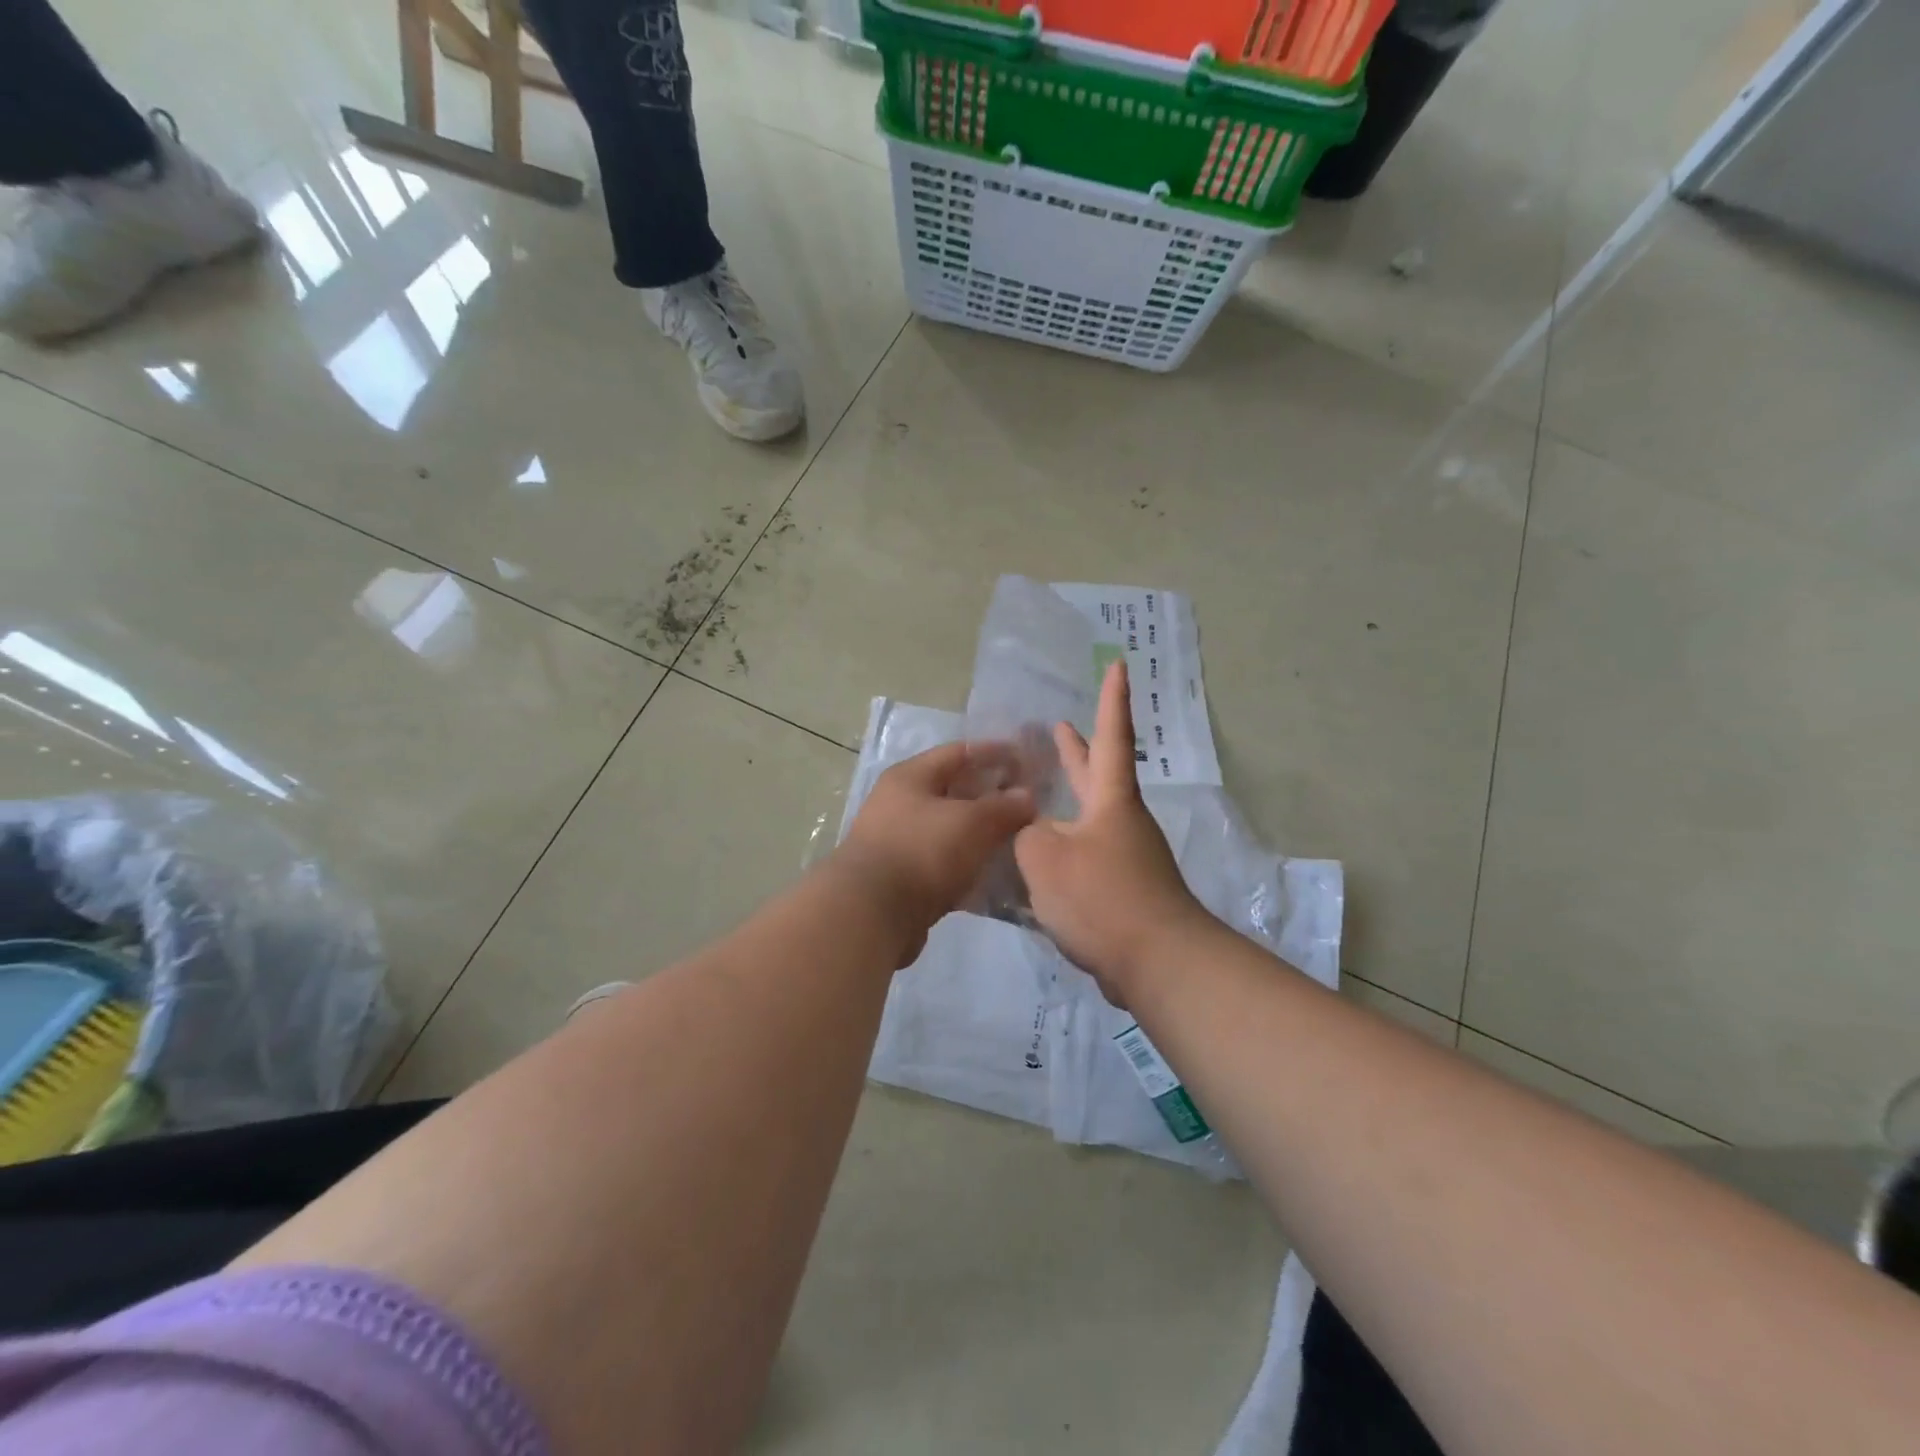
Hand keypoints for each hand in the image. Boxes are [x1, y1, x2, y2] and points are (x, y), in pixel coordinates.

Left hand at [836, 741, 1037, 963]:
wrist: (871, 914)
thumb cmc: (922, 851)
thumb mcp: (971, 822)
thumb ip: (1003, 806)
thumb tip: (1027, 796)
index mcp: (910, 777)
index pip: (958, 752)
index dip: (994, 753)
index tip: (1027, 760)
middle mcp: (900, 804)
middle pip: (954, 792)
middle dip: (991, 797)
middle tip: (1029, 805)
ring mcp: (899, 843)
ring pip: (950, 831)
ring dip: (982, 835)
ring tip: (1019, 841)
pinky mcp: (903, 879)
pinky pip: (944, 865)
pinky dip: (969, 867)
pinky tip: (996, 876)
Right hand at [1014, 661, 1210, 1003]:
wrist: (1156, 962)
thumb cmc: (1103, 896)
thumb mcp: (1045, 858)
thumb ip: (1026, 835)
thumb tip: (1030, 832)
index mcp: (1110, 801)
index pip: (1110, 737)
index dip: (1112, 701)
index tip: (1120, 665)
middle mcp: (1120, 822)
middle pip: (1098, 776)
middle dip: (1076, 751)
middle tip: (1056, 726)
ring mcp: (1123, 857)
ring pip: (1085, 818)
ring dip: (1062, 803)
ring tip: (1031, 796)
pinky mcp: (1118, 890)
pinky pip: (1082, 856)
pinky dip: (1059, 846)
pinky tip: (1034, 860)